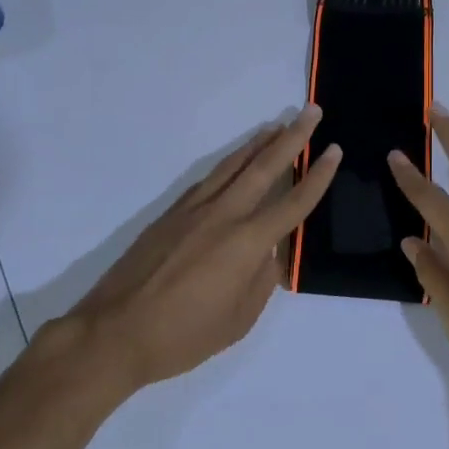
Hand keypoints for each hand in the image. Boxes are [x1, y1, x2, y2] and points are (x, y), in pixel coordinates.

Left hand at [56, 107, 341, 394]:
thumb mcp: (239, 320)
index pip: (293, 202)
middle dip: (293, 137)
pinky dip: (229, 163)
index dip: (318, 176)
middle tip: (311, 112)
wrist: (114, 333)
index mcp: (247, 243)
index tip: (334, 150)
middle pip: (264, 167)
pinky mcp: (171, 214)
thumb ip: (261, 280)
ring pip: (233, 166)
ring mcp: (194, 210)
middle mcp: (224, 215)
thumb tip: (269, 252)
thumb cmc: (183, 336)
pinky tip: (235, 161)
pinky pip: (209, 179)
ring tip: (277, 125)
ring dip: (258, 143)